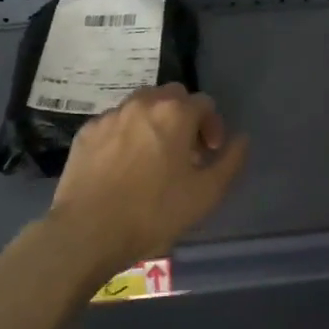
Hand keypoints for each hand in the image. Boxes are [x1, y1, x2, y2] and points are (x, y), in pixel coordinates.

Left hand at [48, 84, 248, 269]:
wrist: (88, 231)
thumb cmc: (154, 213)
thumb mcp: (207, 194)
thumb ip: (231, 161)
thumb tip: (241, 139)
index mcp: (175, 113)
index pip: (204, 103)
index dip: (213, 126)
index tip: (210, 154)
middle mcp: (142, 103)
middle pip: (171, 96)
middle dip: (184, 117)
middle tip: (185, 150)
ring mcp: (110, 115)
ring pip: (141, 105)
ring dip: (154, 122)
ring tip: (154, 155)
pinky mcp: (87, 132)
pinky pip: (115, 123)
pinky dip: (126, 134)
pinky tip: (123, 164)